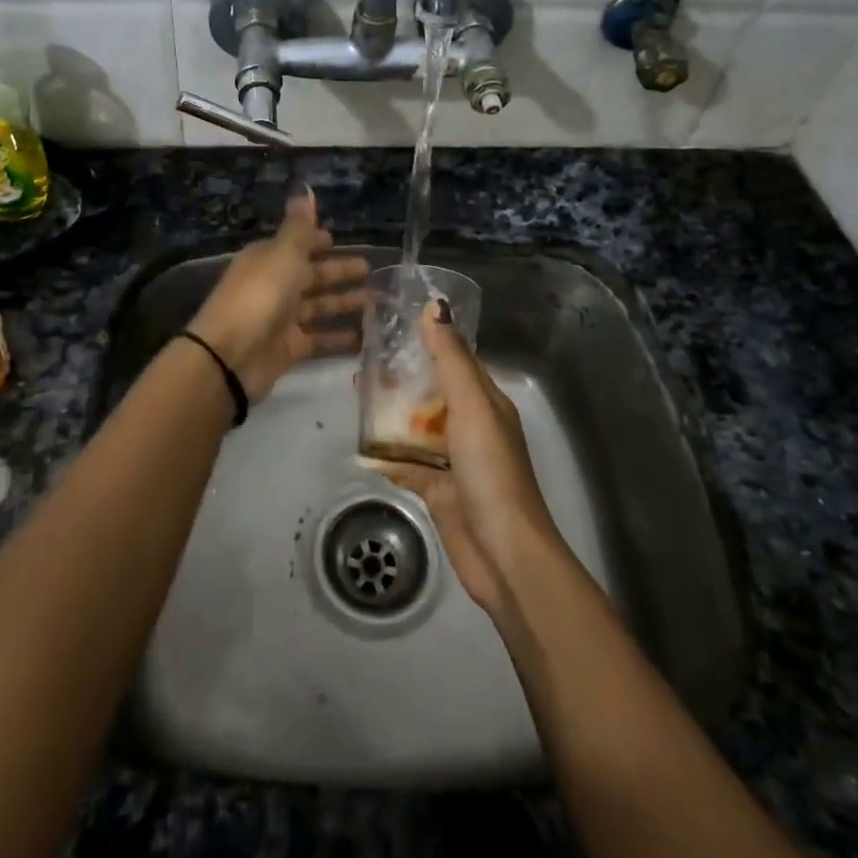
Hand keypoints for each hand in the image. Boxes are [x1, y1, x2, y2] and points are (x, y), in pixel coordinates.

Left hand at [186, 186, 368, 401]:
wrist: (230, 356)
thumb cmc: (259, 296)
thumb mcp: (283, 254)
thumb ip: (299, 227)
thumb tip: (305, 188)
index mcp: (267, 259)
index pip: (294, 245)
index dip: (314, 241)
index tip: (337, 239)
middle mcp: (272, 285)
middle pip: (309, 275)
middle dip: (337, 271)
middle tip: (369, 269)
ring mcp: (280, 319)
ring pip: (317, 307)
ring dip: (342, 303)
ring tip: (375, 302)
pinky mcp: (288, 349)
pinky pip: (318, 340)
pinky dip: (338, 338)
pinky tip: (364, 337)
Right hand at [371, 303, 562, 618]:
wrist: (503, 552)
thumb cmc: (490, 470)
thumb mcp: (471, 405)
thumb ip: (450, 358)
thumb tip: (433, 305)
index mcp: (485, 401)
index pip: (454, 359)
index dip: (427, 340)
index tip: (391, 323)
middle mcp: (471, 425)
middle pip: (431, 391)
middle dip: (400, 376)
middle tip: (361, 358)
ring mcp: (453, 459)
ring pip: (416, 426)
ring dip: (389, 412)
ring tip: (354, 392)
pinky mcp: (437, 488)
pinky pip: (406, 463)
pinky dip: (385, 455)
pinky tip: (359, 446)